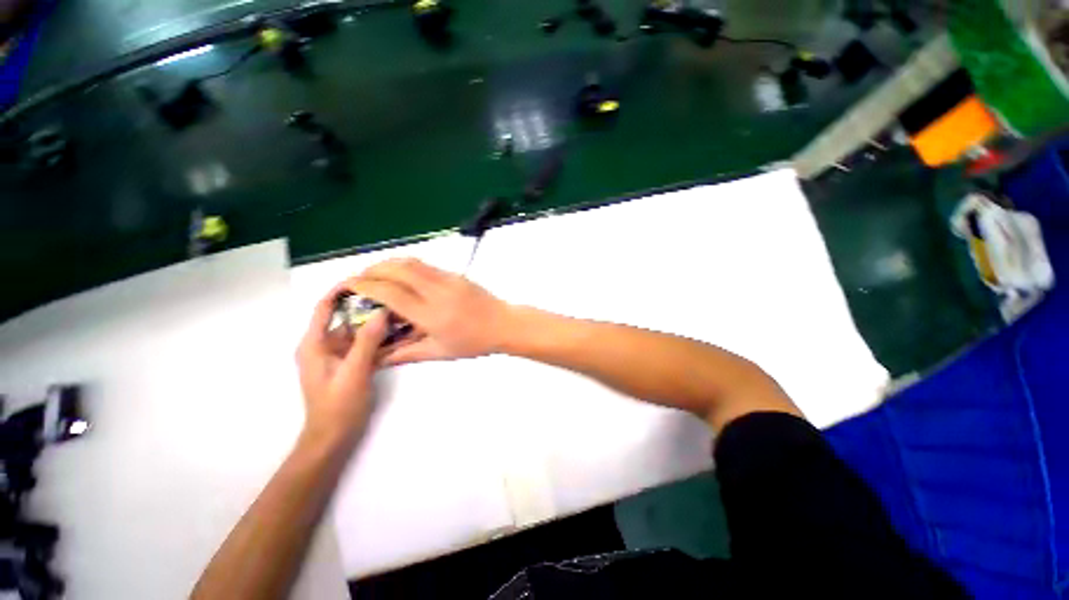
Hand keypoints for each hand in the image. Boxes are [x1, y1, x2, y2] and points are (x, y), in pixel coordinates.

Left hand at [296, 285, 388, 441]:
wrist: (334, 438)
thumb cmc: (338, 406)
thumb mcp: (354, 371)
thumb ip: (367, 341)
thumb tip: (383, 311)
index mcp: (315, 344)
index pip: (324, 307)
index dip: (341, 290)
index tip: (366, 278)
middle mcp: (324, 345)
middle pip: (346, 317)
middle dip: (369, 306)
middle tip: (395, 296)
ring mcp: (338, 355)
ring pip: (359, 331)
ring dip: (379, 323)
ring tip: (402, 312)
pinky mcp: (350, 363)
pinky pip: (366, 344)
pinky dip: (381, 338)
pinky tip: (401, 334)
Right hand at [348, 258, 514, 365]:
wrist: (505, 324)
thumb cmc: (474, 343)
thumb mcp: (439, 352)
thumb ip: (405, 353)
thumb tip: (377, 357)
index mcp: (431, 314)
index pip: (391, 293)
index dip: (365, 286)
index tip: (347, 286)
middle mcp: (438, 291)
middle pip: (398, 269)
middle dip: (372, 269)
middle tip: (358, 279)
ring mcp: (449, 279)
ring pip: (412, 262)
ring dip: (388, 264)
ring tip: (376, 275)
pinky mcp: (456, 274)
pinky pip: (425, 265)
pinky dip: (406, 266)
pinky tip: (402, 276)